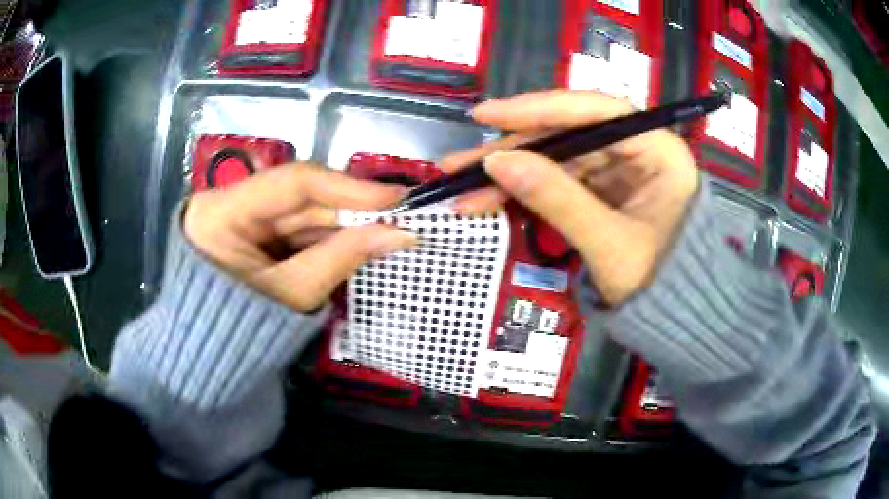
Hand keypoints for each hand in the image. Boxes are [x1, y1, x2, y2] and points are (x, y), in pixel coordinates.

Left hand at [184, 163, 415, 311]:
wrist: (212, 356)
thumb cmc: (241, 332)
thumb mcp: (292, 294)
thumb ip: (342, 256)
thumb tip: (399, 233)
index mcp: (221, 212)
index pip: (292, 182)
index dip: (348, 186)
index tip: (395, 197)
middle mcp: (229, 202)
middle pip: (300, 197)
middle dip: (351, 209)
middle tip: (399, 217)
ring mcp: (240, 216)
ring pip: (302, 212)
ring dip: (343, 224)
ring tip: (386, 231)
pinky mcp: (251, 231)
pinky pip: (296, 228)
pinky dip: (327, 237)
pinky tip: (356, 242)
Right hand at [440, 90, 699, 304]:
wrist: (671, 319)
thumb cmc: (657, 284)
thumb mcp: (608, 244)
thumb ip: (557, 200)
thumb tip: (496, 162)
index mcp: (659, 152)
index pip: (597, 112)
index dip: (540, 109)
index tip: (489, 115)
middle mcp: (639, 150)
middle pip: (568, 135)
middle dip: (512, 151)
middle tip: (458, 164)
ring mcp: (618, 170)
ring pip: (555, 159)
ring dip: (509, 174)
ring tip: (460, 188)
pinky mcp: (602, 189)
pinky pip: (557, 181)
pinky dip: (524, 191)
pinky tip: (488, 200)